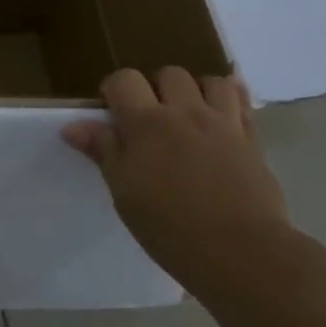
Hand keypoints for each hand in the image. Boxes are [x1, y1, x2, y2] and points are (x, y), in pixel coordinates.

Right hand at [62, 67, 292, 285]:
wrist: (241, 252)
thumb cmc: (170, 227)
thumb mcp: (124, 193)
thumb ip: (103, 151)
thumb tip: (72, 126)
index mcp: (146, 123)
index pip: (124, 80)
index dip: (114, 90)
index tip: (112, 113)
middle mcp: (185, 112)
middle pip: (169, 74)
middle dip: (156, 88)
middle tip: (151, 120)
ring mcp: (223, 124)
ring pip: (212, 82)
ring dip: (197, 91)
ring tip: (190, 116)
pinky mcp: (252, 141)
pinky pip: (244, 103)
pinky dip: (233, 100)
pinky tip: (224, 114)